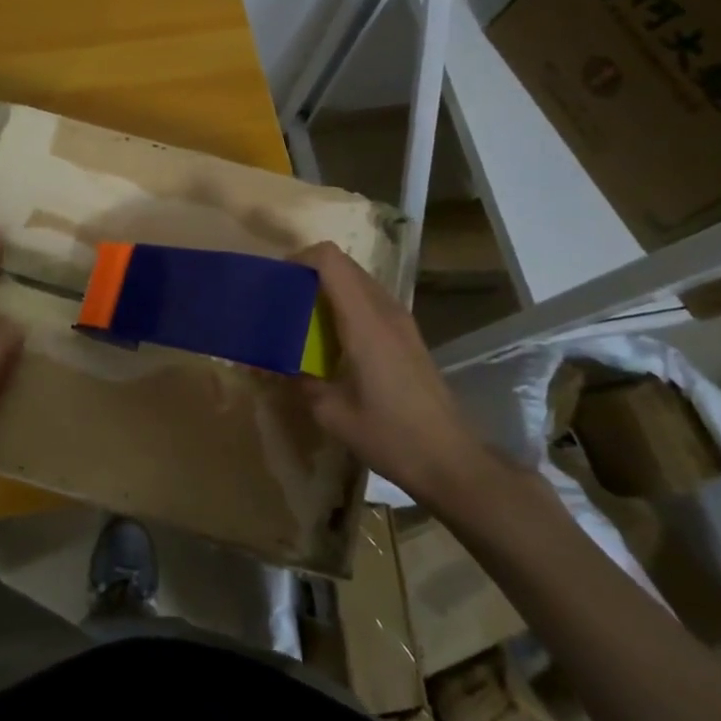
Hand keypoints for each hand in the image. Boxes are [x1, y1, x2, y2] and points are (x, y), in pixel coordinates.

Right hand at [295, 241, 494, 504]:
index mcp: (365, 321)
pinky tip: (331, 339)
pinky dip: (345, 304)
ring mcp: (401, 322)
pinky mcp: (408, 336)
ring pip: (358, 281)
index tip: (277, 281)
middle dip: (309, 273)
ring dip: (328, 288)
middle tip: (282, 299)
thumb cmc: (390, 435)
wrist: (450, 460)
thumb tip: (270, 365)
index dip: (300, 259)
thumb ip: (298, 380)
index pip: (331, 261)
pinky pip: (370, 301)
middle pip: (344, 265)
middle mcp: (385, 311)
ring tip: (302, 317)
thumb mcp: (332, 413)